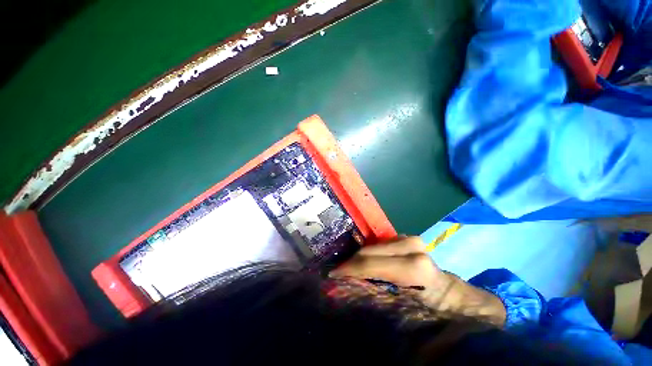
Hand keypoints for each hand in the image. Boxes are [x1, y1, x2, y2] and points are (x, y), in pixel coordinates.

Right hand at [331, 236, 505, 326]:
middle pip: (368, 250)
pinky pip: (380, 244)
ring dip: (359, 258)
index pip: (369, 264)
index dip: (348, 270)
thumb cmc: (439, 314)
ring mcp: (410, 240)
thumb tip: (349, 298)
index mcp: (414, 267)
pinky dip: (370, 253)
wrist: (459, 299)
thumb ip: (380, 304)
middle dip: (351, 263)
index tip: (332, 277)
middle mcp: (412, 247)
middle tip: (338, 275)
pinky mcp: (408, 239)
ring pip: (373, 245)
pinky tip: (365, 263)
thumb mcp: (411, 317)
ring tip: (350, 271)